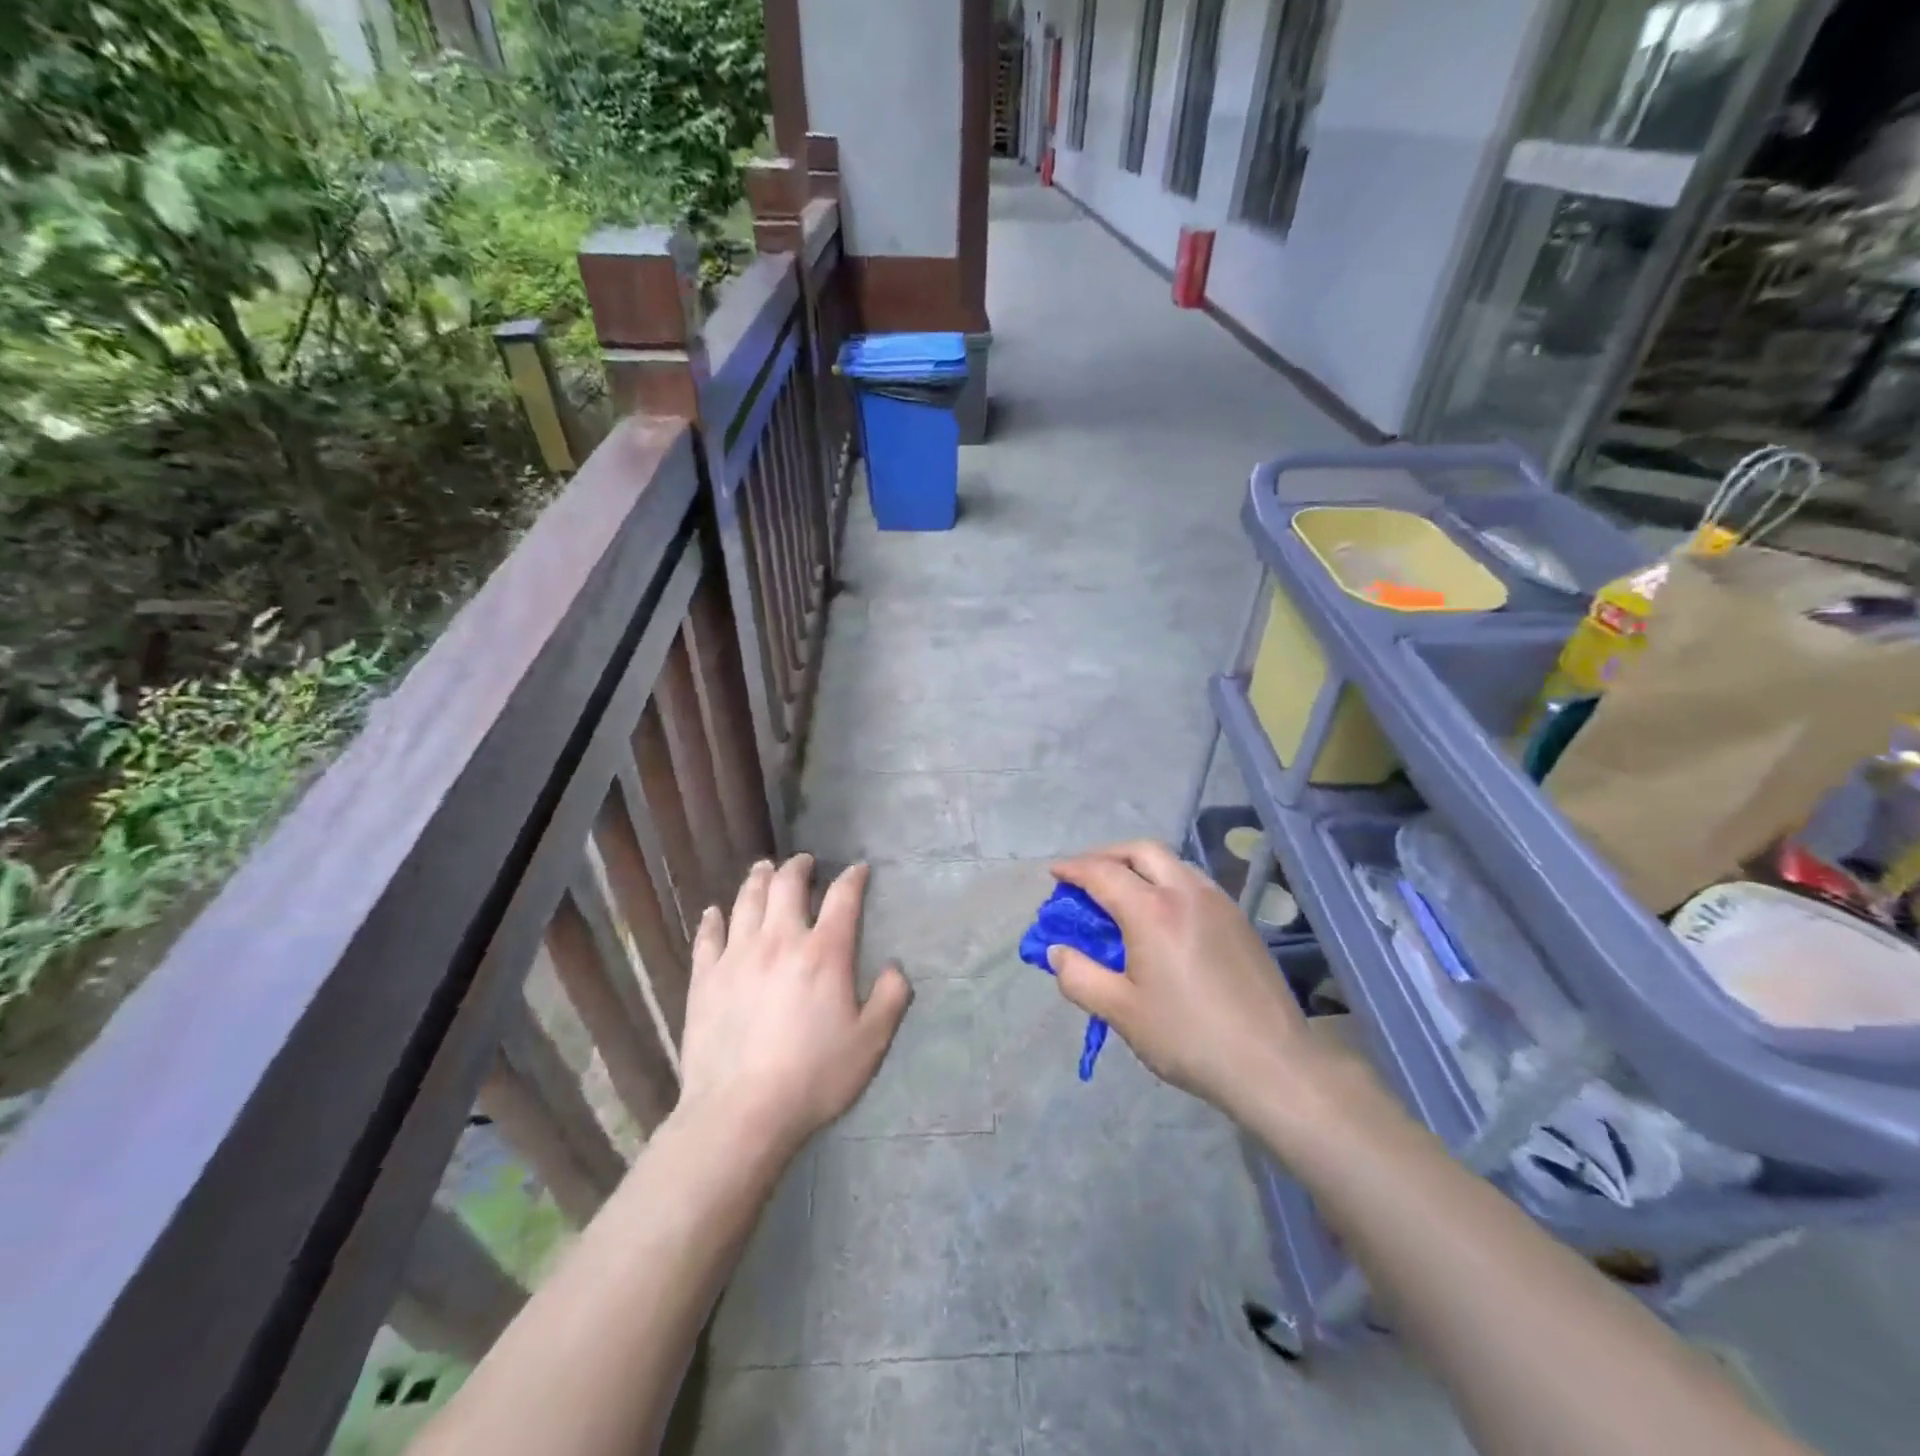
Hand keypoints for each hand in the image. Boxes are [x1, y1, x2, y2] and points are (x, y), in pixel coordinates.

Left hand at [675, 855, 912, 1157]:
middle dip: (798, 867)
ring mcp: (737, 956)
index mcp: (824, 953)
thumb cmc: (813, 1077)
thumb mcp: (870, 1043)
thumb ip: (889, 999)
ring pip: (746, 900)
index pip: (842, 898)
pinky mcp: (705, 977)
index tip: (858, 869)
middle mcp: (780, 940)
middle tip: (804, 862)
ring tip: (763, 869)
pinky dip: (713, 918)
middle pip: (787, 885)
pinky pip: (708, 935)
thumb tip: (894, 969)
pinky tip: (714, 912)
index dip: (853, 878)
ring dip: (758, 879)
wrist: (741, 1111)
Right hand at [1047, 841, 1343, 1118]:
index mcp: (1152, 911)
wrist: (1272, 1063)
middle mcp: (1185, 892)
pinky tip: (1163, 914)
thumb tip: (1058, 951)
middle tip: (1086, 876)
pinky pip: (1193, 881)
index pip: (1102, 873)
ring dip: (1140, 865)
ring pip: (1172, 862)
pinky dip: (1166, 881)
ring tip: (1122, 892)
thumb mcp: (1121, 1012)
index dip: (1073, 869)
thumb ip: (1080, 977)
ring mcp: (1218, 902)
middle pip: (1140, 850)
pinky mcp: (1239, 919)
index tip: (1054, 874)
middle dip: (1107, 854)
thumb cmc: (1188, 1037)